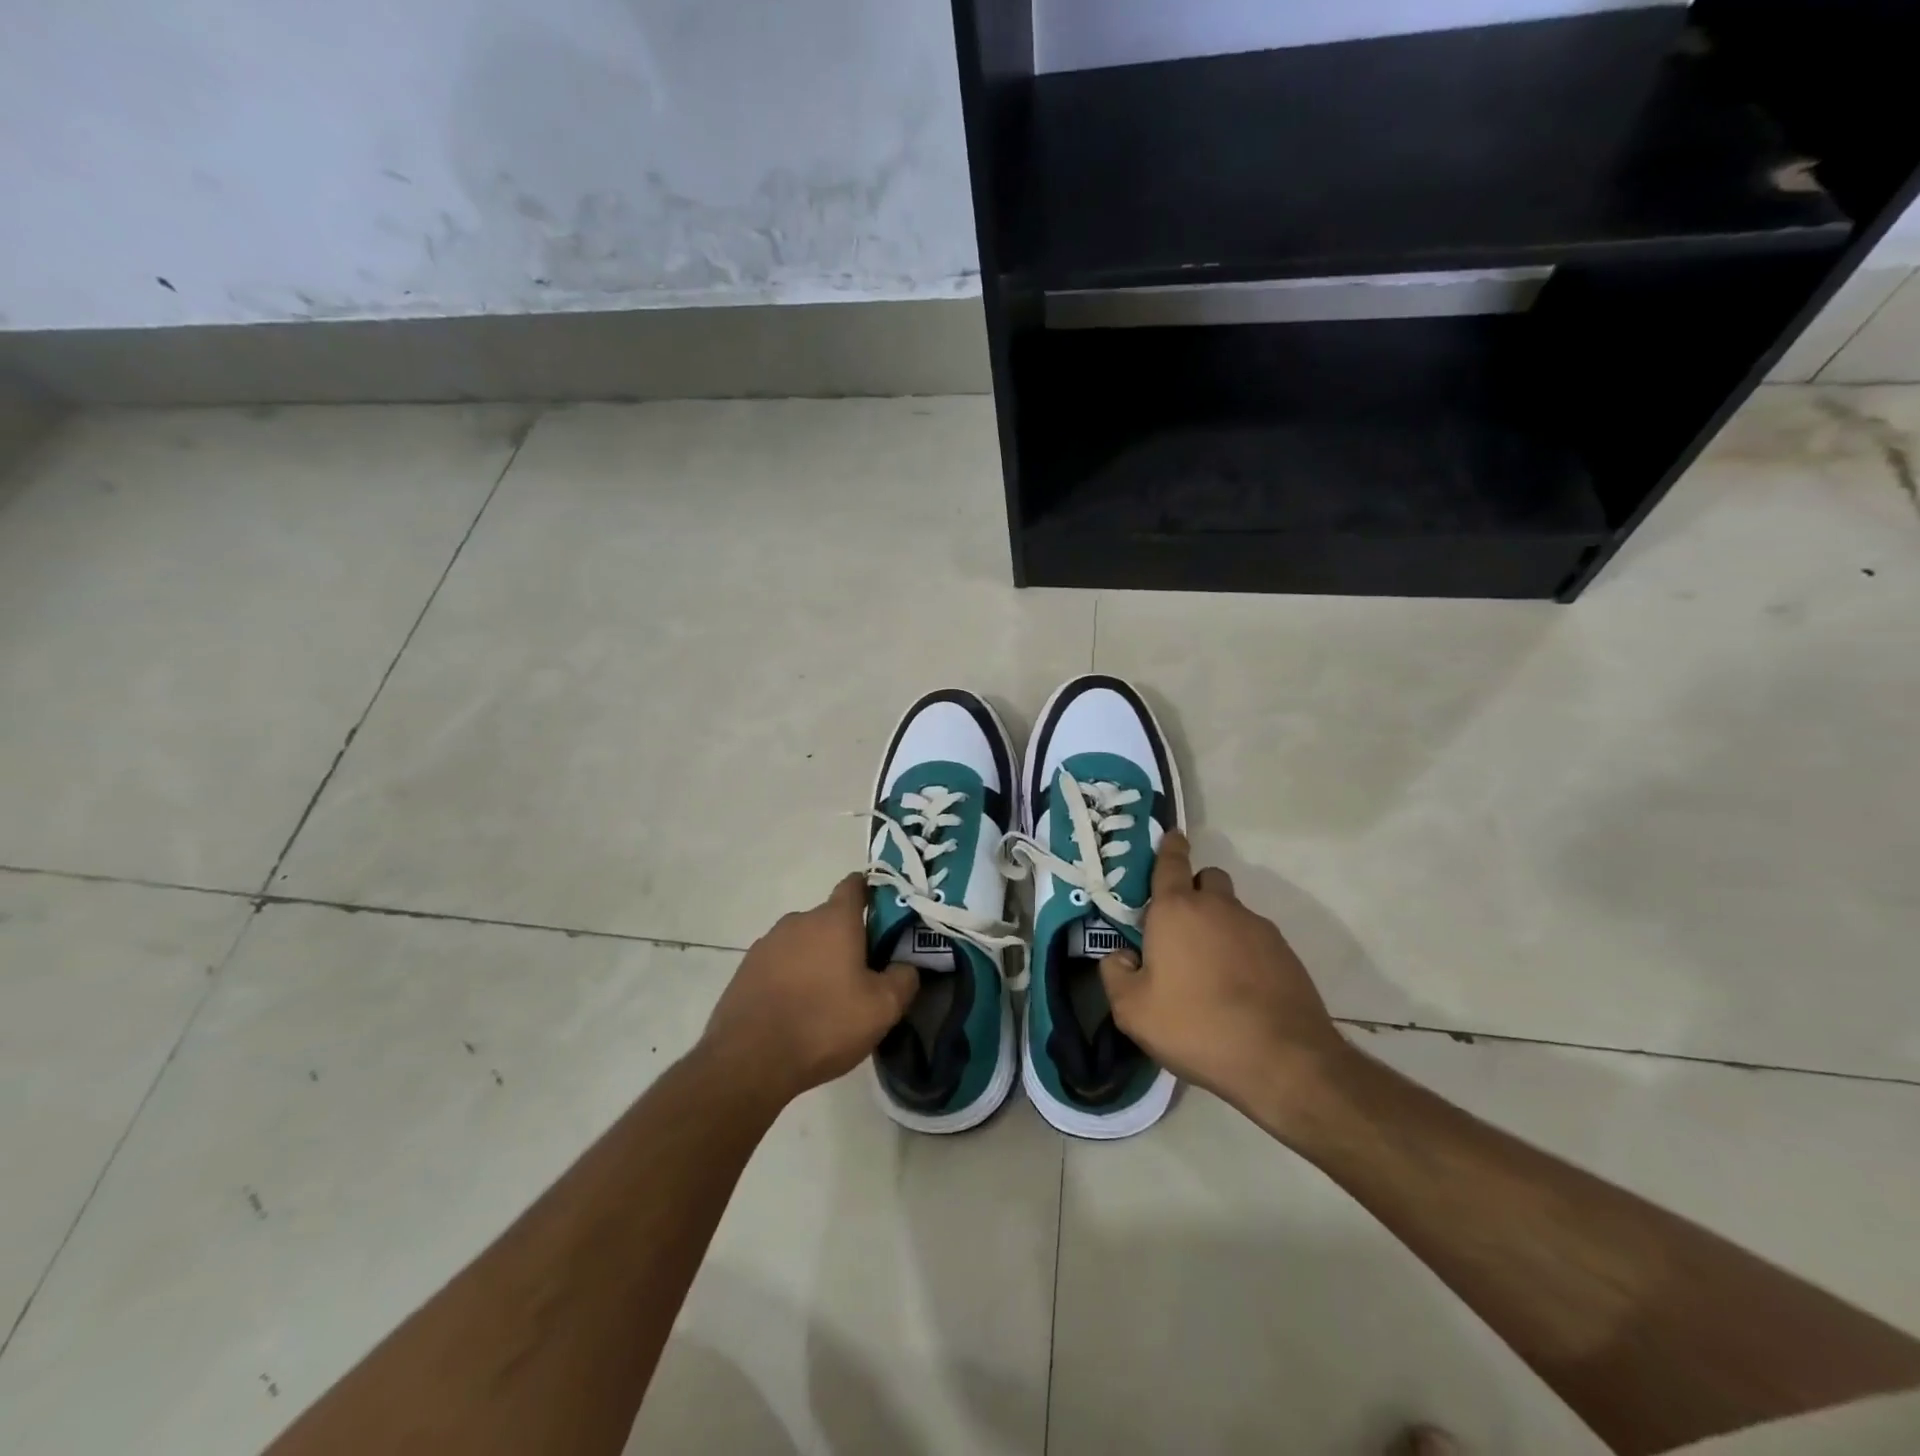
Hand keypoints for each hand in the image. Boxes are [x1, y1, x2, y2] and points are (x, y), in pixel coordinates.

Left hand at [699, 874, 917, 1109]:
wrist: (748, 1061)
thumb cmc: (824, 1024)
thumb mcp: (882, 1008)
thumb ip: (904, 978)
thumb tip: (907, 965)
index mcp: (834, 920)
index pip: (856, 885)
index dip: (873, 893)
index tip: (887, 915)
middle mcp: (798, 921)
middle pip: (831, 919)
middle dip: (849, 939)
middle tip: (864, 974)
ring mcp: (768, 944)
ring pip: (804, 942)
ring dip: (818, 960)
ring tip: (829, 998)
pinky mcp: (746, 969)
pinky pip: (780, 964)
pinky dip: (792, 978)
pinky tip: (798, 1010)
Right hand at [1098, 832, 1353, 1130]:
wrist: (1282, 1060)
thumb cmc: (1196, 1026)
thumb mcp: (1132, 1011)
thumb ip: (1115, 974)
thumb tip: (1121, 956)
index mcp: (1176, 910)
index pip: (1170, 862)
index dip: (1169, 847)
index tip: (1171, 837)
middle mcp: (1218, 907)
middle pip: (1206, 879)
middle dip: (1193, 891)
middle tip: (1179, 929)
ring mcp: (1257, 928)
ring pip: (1232, 910)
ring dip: (1218, 925)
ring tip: (1209, 970)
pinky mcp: (1285, 954)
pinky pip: (1255, 939)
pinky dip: (1243, 952)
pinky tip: (1238, 989)